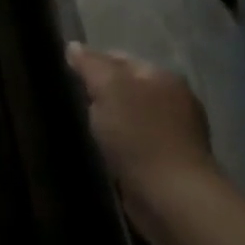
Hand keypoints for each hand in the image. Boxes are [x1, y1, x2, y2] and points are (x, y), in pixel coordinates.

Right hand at [66, 43, 215, 235]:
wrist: (172, 197)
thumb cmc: (139, 135)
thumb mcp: (108, 88)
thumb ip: (90, 64)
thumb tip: (74, 47)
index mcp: (163, 76)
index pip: (118, 58)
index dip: (91, 65)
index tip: (68, 80)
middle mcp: (174, 100)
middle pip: (125, 88)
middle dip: (100, 95)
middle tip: (74, 106)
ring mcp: (176, 133)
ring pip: (129, 117)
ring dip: (110, 122)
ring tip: (85, 131)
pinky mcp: (169, 163)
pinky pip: (135, 143)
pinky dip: (120, 145)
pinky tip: (104, 153)